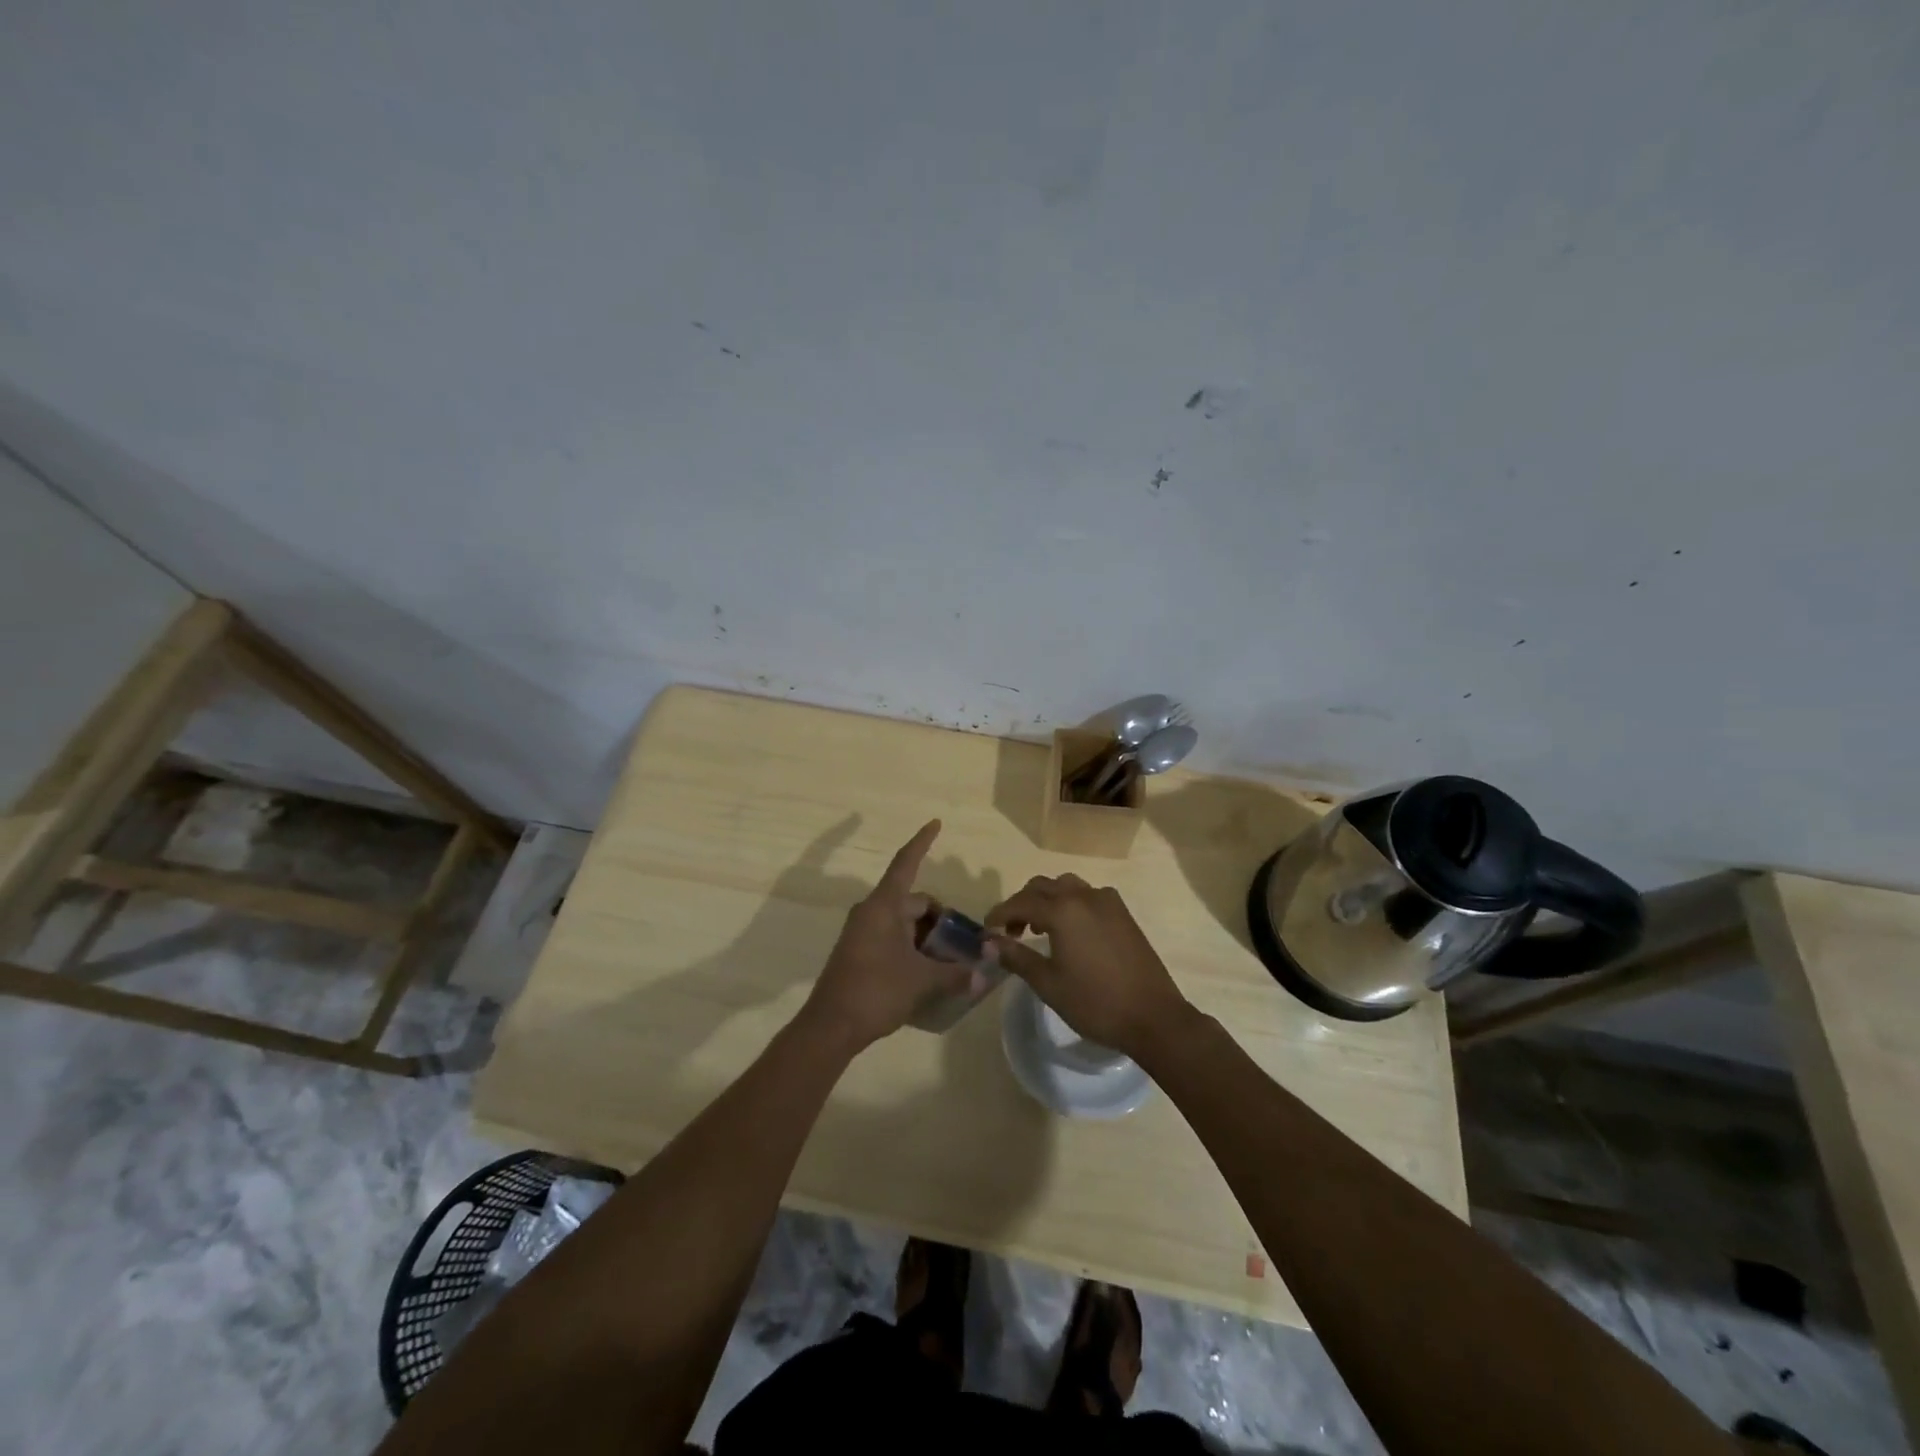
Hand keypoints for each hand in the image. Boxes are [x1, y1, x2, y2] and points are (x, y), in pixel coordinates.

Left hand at [800, 820, 970, 1051]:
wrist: (831, 1026)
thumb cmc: (876, 991)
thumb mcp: (922, 981)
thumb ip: (956, 974)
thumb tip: (985, 974)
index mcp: (884, 906)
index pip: (906, 863)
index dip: (922, 842)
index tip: (936, 823)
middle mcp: (872, 912)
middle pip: (914, 902)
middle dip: (941, 919)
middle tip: (965, 944)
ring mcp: (863, 932)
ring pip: (905, 923)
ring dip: (928, 937)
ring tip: (952, 962)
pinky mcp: (860, 952)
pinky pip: (894, 938)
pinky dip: (914, 947)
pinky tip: (930, 971)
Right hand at [985, 874, 1192, 1060]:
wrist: (1153, 1017)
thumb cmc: (1095, 1003)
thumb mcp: (1049, 984)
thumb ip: (1017, 957)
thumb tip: (990, 942)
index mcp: (1063, 910)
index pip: (1021, 902)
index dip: (1000, 914)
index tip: (987, 930)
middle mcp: (1084, 896)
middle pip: (1042, 886)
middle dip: (1022, 904)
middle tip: (1011, 932)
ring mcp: (1108, 901)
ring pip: (1067, 886)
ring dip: (1047, 900)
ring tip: (1039, 928)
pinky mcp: (1123, 913)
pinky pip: (1088, 895)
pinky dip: (1070, 903)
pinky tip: (1071, 931)